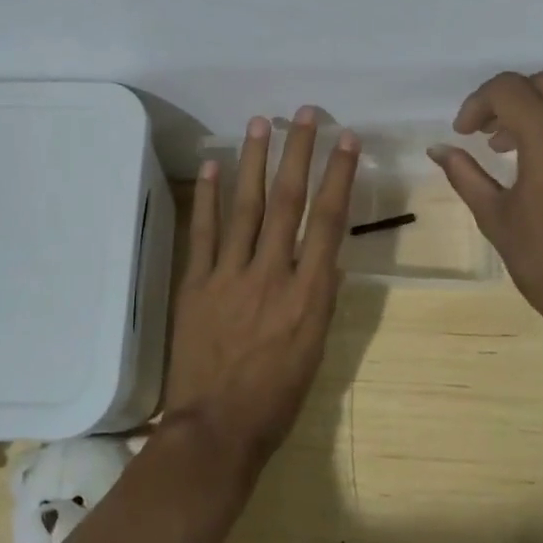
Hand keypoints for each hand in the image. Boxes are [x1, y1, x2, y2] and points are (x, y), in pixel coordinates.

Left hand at [164, 107, 359, 473]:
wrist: (216, 429)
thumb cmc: (277, 398)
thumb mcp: (316, 351)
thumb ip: (321, 299)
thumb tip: (327, 259)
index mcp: (309, 294)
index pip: (328, 220)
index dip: (338, 175)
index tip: (346, 139)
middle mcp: (272, 273)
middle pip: (288, 201)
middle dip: (298, 153)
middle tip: (304, 114)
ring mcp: (230, 275)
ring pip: (246, 207)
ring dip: (254, 161)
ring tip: (260, 123)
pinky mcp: (196, 283)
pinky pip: (203, 232)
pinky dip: (207, 198)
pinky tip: (211, 166)